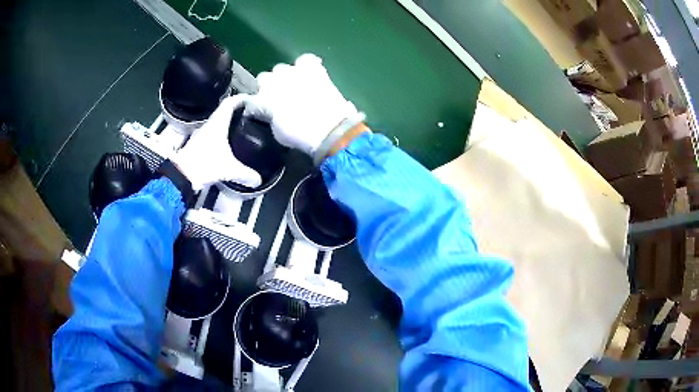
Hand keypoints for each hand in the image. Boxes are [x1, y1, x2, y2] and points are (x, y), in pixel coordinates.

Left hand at [173, 95, 261, 190]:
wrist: (181, 175)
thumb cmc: (204, 165)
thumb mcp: (229, 170)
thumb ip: (246, 174)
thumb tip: (258, 180)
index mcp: (218, 123)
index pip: (230, 102)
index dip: (241, 98)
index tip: (251, 98)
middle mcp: (209, 125)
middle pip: (223, 111)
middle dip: (237, 110)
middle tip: (249, 114)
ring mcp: (201, 134)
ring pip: (216, 122)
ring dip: (227, 122)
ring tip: (239, 128)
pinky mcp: (197, 144)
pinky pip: (211, 134)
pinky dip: (220, 134)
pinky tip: (226, 144)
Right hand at [248, 54, 364, 159]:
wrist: (328, 128)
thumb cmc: (300, 135)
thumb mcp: (278, 132)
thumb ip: (271, 118)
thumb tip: (272, 113)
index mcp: (261, 100)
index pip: (252, 101)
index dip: (257, 108)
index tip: (263, 114)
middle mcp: (272, 82)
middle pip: (264, 79)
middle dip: (270, 87)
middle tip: (279, 99)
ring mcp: (292, 72)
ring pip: (281, 69)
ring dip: (285, 77)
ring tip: (295, 87)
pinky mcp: (312, 68)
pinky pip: (305, 60)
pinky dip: (306, 66)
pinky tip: (311, 74)